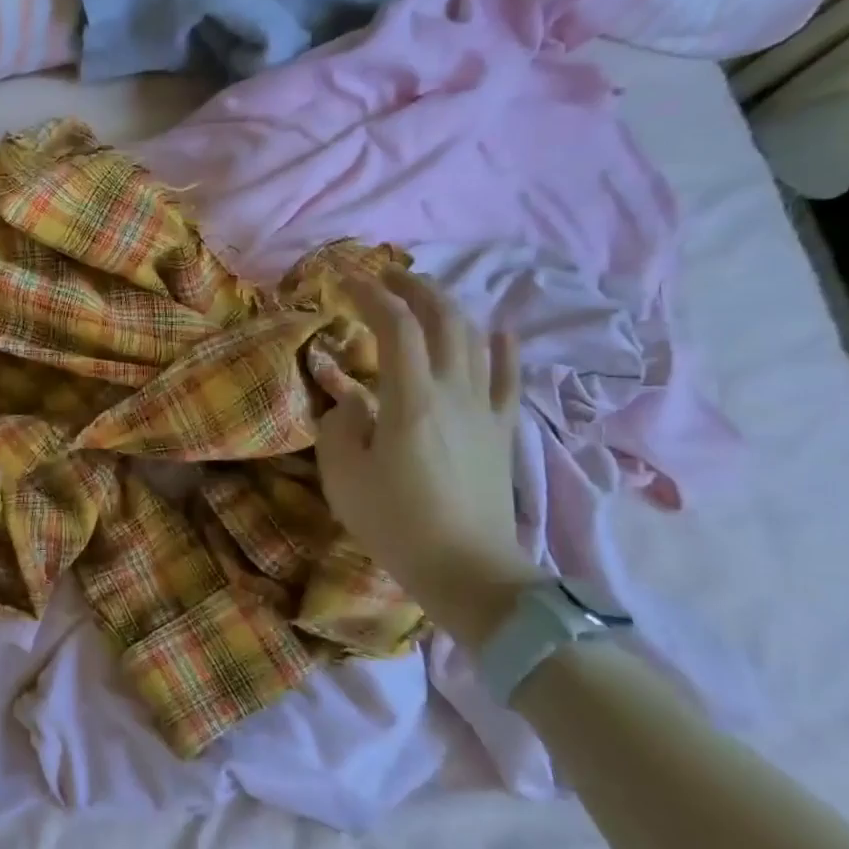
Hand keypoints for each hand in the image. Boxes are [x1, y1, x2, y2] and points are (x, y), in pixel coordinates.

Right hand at [315, 270, 537, 645]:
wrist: (467, 571)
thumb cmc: (396, 523)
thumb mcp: (343, 475)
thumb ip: (340, 425)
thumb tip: (350, 400)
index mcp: (412, 399)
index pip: (395, 325)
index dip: (369, 293)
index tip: (343, 279)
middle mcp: (455, 391)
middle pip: (443, 318)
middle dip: (413, 288)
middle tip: (385, 276)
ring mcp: (485, 410)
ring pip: (474, 339)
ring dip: (448, 308)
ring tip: (424, 298)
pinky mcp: (502, 432)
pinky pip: (509, 380)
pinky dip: (504, 350)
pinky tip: (500, 331)